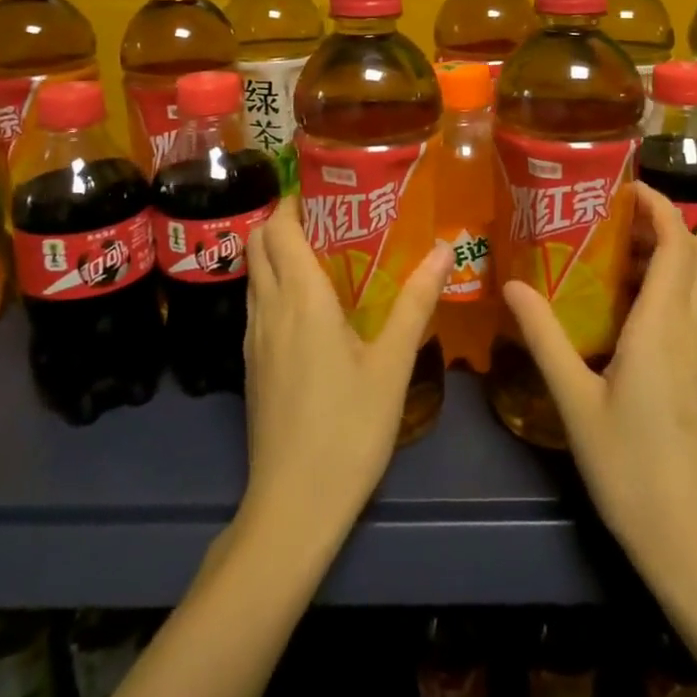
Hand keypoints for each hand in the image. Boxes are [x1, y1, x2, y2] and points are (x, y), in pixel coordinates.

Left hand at [239, 199, 452, 550]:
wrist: (292, 506)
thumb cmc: (348, 428)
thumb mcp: (391, 364)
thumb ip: (416, 302)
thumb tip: (444, 248)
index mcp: (300, 298)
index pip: (278, 228)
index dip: (294, 201)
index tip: (328, 190)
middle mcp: (268, 309)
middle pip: (257, 244)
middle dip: (284, 221)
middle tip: (332, 218)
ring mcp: (254, 339)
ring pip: (254, 275)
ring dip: (277, 253)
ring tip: (326, 253)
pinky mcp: (251, 365)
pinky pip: (257, 304)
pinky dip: (275, 285)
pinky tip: (312, 306)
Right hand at [502, 183, 696, 590]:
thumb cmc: (631, 468)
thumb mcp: (575, 401)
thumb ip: (544, 337)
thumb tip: (511, 285)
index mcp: (665, 325)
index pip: (676, 241)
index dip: (658, 206)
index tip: (625, 189)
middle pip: (695, 254)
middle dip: (662, 225)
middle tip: (613, 223)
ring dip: (674, 257)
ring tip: (625, 261)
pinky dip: (683, 290)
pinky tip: (647, 317)